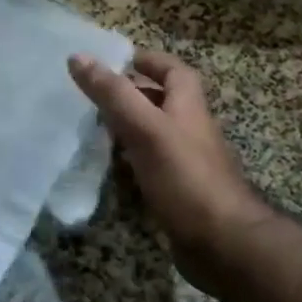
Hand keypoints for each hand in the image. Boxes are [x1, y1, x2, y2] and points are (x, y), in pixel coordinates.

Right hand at [67, 49, 271, 261]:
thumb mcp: (144, 127)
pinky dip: (130, 160)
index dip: (149, 61)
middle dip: (131, 93)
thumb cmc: (185, 177)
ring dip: (127, 126)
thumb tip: (78, 56)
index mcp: (188, 106)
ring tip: (92, 126)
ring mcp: (186, 163)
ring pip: (154, 133)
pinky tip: (109, 166)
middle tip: (93, 94)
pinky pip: (151, 165)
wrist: (224, 245)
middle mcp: (190, 129)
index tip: (117, 60)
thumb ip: (112, 93)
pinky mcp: (179, 192)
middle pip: (162, 101)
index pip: (173, 70)